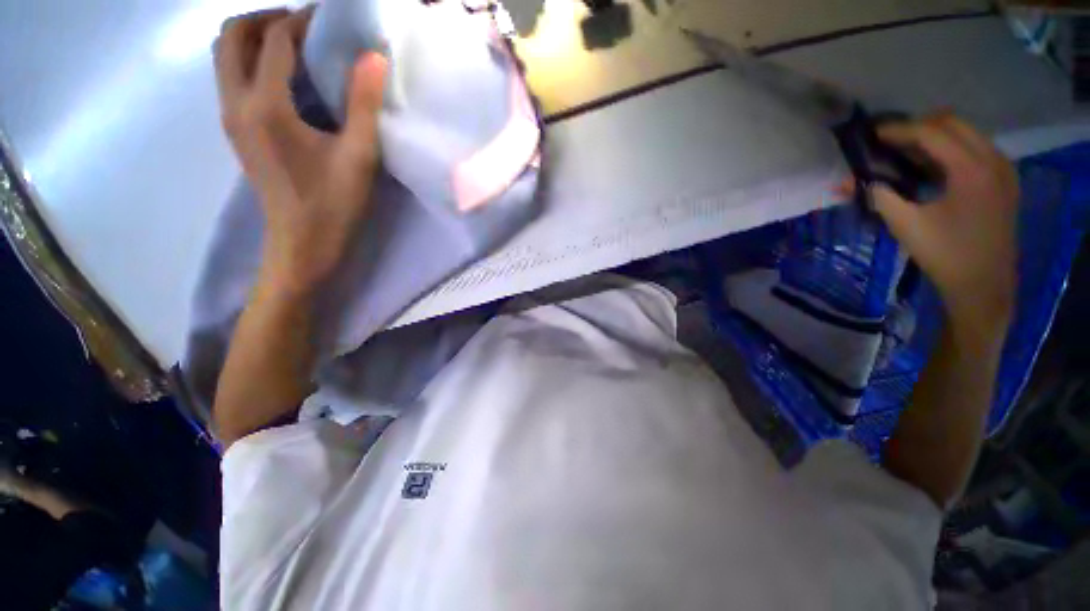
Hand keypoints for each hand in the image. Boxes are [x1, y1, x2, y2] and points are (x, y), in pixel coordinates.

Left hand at [214, 8, 386, 294]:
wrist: (303, 243)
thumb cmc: (334, 204)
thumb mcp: (359, 156)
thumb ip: (364, 103)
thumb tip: (373, 56)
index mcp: (266, 106)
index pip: (275, 40)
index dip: (304, 20)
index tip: (331, 17)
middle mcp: (236, 103)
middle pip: (231, 36)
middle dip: (266, 18)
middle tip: (304, 25)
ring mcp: (230, 118)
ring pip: (224, 55)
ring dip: (254, 37)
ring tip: (293, 45)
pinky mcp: (235, 131)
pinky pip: (230, 77)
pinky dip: (251, 61)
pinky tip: (284, 77)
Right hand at [869, 112, 1018, 335]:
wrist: (984, 285)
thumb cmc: (945, 255)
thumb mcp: (905, 226)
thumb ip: (877, 197)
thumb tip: (843, 183)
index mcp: (972, 169)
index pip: (931, 132)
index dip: (898, 130)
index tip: (871, 135)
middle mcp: (993, 159)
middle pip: (952, 122)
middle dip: (917, 127)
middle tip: (888, 142)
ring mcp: (1003, 168)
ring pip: (966, 132)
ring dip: (934, 136)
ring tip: (906, 152)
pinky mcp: (1005, 179)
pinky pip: (976, 148)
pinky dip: (951, 149)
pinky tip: (932, 166)